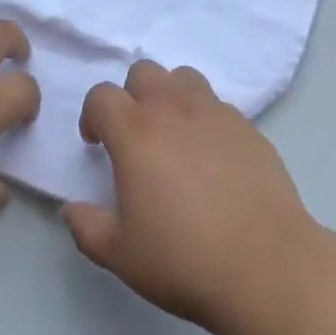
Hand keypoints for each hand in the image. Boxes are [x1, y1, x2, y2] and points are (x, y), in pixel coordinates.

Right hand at [63, 60, 320, 331]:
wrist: (264, 262)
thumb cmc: (183, 259)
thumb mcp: (121, 255)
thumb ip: (88, 227)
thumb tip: (71, 208)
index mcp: (135, 131)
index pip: (102, 96)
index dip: (93, 115)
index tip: (97, 144)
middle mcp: (172, 107)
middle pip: (143, 72)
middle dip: (132, 96)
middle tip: (136, 137)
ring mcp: (213, 110)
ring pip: (183, 77)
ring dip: (170, 96)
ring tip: (174, 136)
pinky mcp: (245, 124)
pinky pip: (216, 104)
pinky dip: (205, 118)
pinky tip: (212, 158)